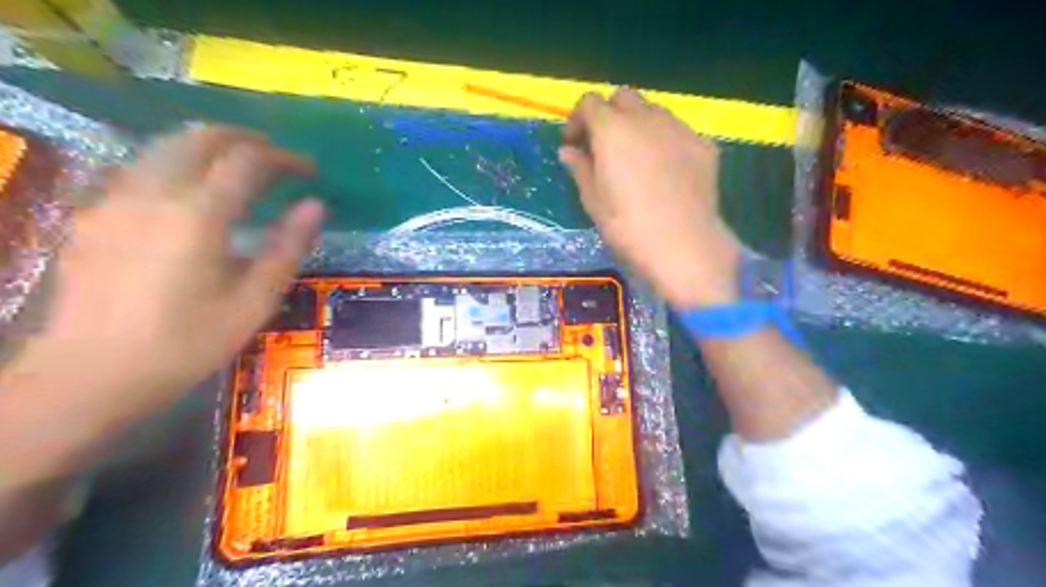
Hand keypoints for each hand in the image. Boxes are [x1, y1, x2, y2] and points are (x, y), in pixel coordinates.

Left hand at [11, 127, 323, 415]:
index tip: (310, 171)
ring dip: (212, 146)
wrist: (89, 375)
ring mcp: (116, 199)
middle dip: (247, 140)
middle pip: (201, 137)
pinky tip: (195, 194)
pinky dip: (181, 164)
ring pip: (167, 146)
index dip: (284, 158)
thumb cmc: (187, 343)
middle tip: (278, 160)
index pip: (247, 161)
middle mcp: (153, 193)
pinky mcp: (96, 214)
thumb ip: (287, 248)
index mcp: (199, 215)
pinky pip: (144, 168)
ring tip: (243, 168)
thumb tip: (316, 206)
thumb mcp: (254, 301)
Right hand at [559, 87, 738, 307]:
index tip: (575, 144)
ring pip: (653, 111)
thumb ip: (580, 168)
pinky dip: (665, 141)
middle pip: (623, 97)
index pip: (589, 102)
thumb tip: (568, 151)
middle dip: (609, 114)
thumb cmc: (627, 226)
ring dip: (638, 124)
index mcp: (613, 129)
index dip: (578, 120)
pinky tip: (665, 171)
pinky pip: (678, 131)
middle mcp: (647, 118)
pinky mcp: (703, 145)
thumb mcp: (593, 200)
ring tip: (636, 157)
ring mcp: (679, 129)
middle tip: (604, 146)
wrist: (682, 245)